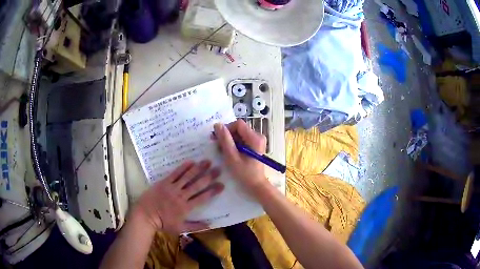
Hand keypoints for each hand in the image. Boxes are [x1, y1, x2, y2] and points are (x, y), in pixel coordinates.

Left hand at [131, 160, 223, 233]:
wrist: (146, 215)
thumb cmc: (163, 223)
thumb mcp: (180, 229)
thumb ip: (195, 226)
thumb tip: (210, 224)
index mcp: (186, 207)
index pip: (203, 197)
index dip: (213, 191)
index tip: (222, 185)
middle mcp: (181, 196)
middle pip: (197, 185)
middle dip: (209, 176)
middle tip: (218, 169)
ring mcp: (172, 188)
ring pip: (187, 176)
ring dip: (198, 169)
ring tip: (207, 161)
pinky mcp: (164, 182)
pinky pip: (175, 173)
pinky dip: (183, 167)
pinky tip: (191, 161)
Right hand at [214, 120, 268, 194]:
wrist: (256, 185)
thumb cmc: (244, 173)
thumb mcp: (232, 157)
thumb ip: (225, 140)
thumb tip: (218, 125)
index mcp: (255, 138)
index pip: (238, 124)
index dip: (226, 129)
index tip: (218, 138)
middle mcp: (258, 136)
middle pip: (239, 129)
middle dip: (227, 136)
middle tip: (218, 146)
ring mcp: (257, 141)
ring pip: (239, 134)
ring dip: (229, 141)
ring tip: (223, 151)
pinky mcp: (255, 145)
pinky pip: (242, 140)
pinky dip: (234, 144)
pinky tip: (229, 153)